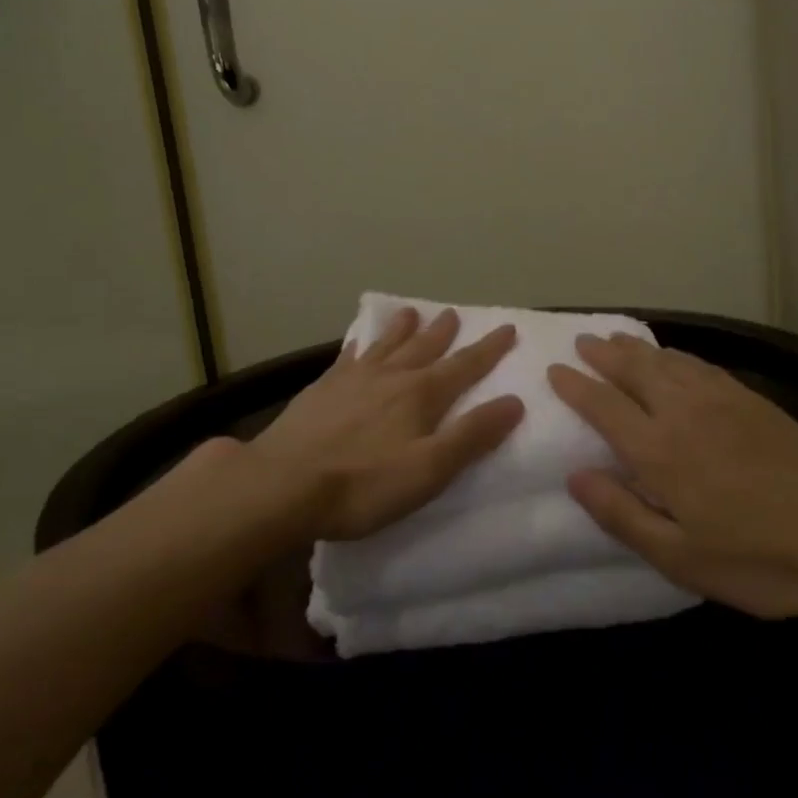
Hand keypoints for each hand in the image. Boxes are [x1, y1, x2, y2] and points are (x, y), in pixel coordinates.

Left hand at [253, 306, 524, 540]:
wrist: (282, 484)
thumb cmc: (363, 485)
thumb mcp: (429, 469)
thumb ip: (472, 435)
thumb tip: (515, 401)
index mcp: (421, 395)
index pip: (464, 366)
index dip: (489, 349)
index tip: (507, 328)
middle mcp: (390, 377)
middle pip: (424, 348)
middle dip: (444, 332)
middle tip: (454, 313)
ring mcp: (353, 379)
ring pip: (386, 346)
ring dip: (403, 329)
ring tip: (412, 312)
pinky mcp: (322, 389)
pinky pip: (348, 357)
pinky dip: (360, 345)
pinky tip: (358, 342)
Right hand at [549, 333, 797, 623]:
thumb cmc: (759, 559)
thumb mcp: (681, 558)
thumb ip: (622, 515)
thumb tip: (575, 476)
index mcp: (659, 451)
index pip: (604, 406)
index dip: (576, 386)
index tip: (554, 370)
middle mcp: (683, 412)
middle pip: (633, 371)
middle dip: (602, 354)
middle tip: (581, 342)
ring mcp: (720, 399)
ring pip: (666, 360)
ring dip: (635, 347)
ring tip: (614, 338)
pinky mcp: (751, 398)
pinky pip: (699, 363)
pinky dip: (674, 353)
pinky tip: (671, 355)